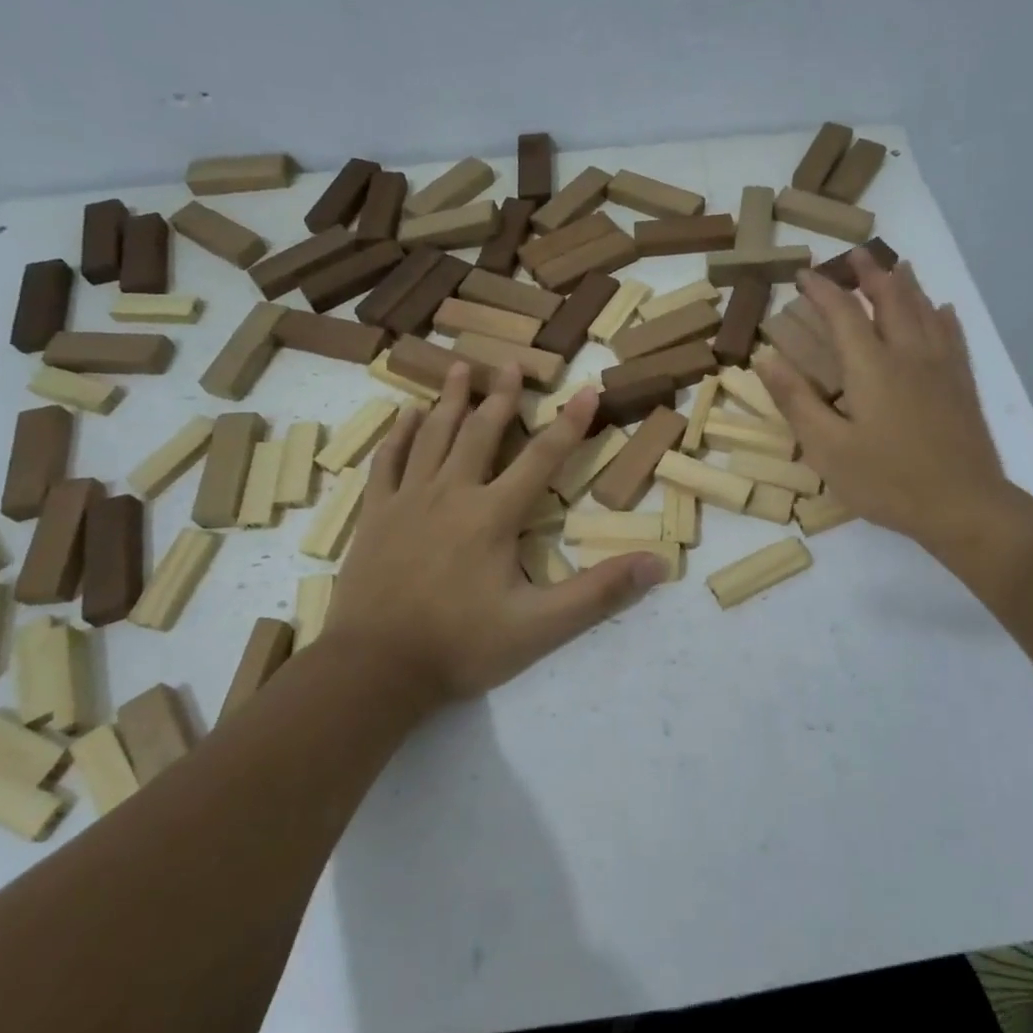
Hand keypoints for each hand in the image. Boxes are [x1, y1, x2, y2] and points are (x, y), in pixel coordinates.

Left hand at [325, 364, 663, 703]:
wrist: (374, 670)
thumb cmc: (461, 646)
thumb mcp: (541, 628)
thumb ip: (599, 593)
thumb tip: (657, 565)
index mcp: (493, 516)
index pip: (541, 458)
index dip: (569, 423)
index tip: (588, 388)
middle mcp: (451, 494)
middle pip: (480, 433)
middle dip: (501, 396)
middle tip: (512, 363)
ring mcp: (407, 501)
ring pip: (433, 436)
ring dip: (450, 400)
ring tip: (461, 366)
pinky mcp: (375, 516)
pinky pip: (387, 462)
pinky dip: (400, 434)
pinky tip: (407, 415)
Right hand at [755, 253, 1009, 551]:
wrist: (964, 506)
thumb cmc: (887, 481)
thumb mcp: (827, 448)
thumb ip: (795, 400)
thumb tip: (765, 356)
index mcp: (870, 366)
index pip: (842, 313)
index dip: (822, 290)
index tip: (803, 275)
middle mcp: (908, 353)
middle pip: (890, 298)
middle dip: (870, 273)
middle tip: (855, 255)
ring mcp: (941, 366)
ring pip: (924, 310)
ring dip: (906, 284)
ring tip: (896, 266)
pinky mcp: (962, 384)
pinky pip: (953, 335)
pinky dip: (942, 315)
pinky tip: (942, 309)